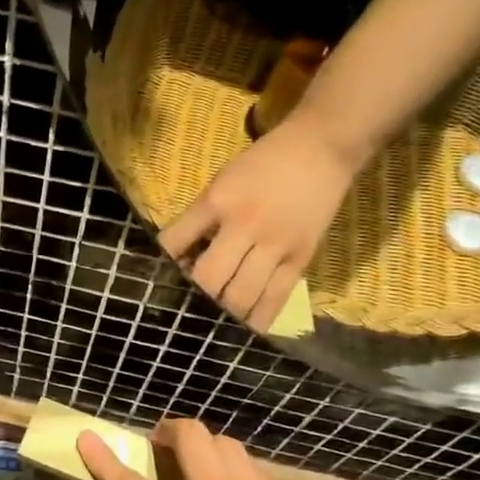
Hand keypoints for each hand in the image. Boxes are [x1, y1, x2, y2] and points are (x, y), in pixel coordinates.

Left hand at [159, 114, 356, 332]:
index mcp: (217, 202)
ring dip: (223, 314)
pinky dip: (258, 319)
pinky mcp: (301, 259)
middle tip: (187, 308)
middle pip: (209, 278)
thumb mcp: (220, 182)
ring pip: (241, 296)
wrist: (321, 149)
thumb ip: (199, 218)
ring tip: (213, 321)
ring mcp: (275, 245)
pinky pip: (276, 298)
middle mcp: (244, 226)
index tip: (158, 281)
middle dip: (194, 298)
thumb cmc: (262, 164)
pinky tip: (245, 331)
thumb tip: (178, 258)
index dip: (163, 266)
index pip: (176, 241)